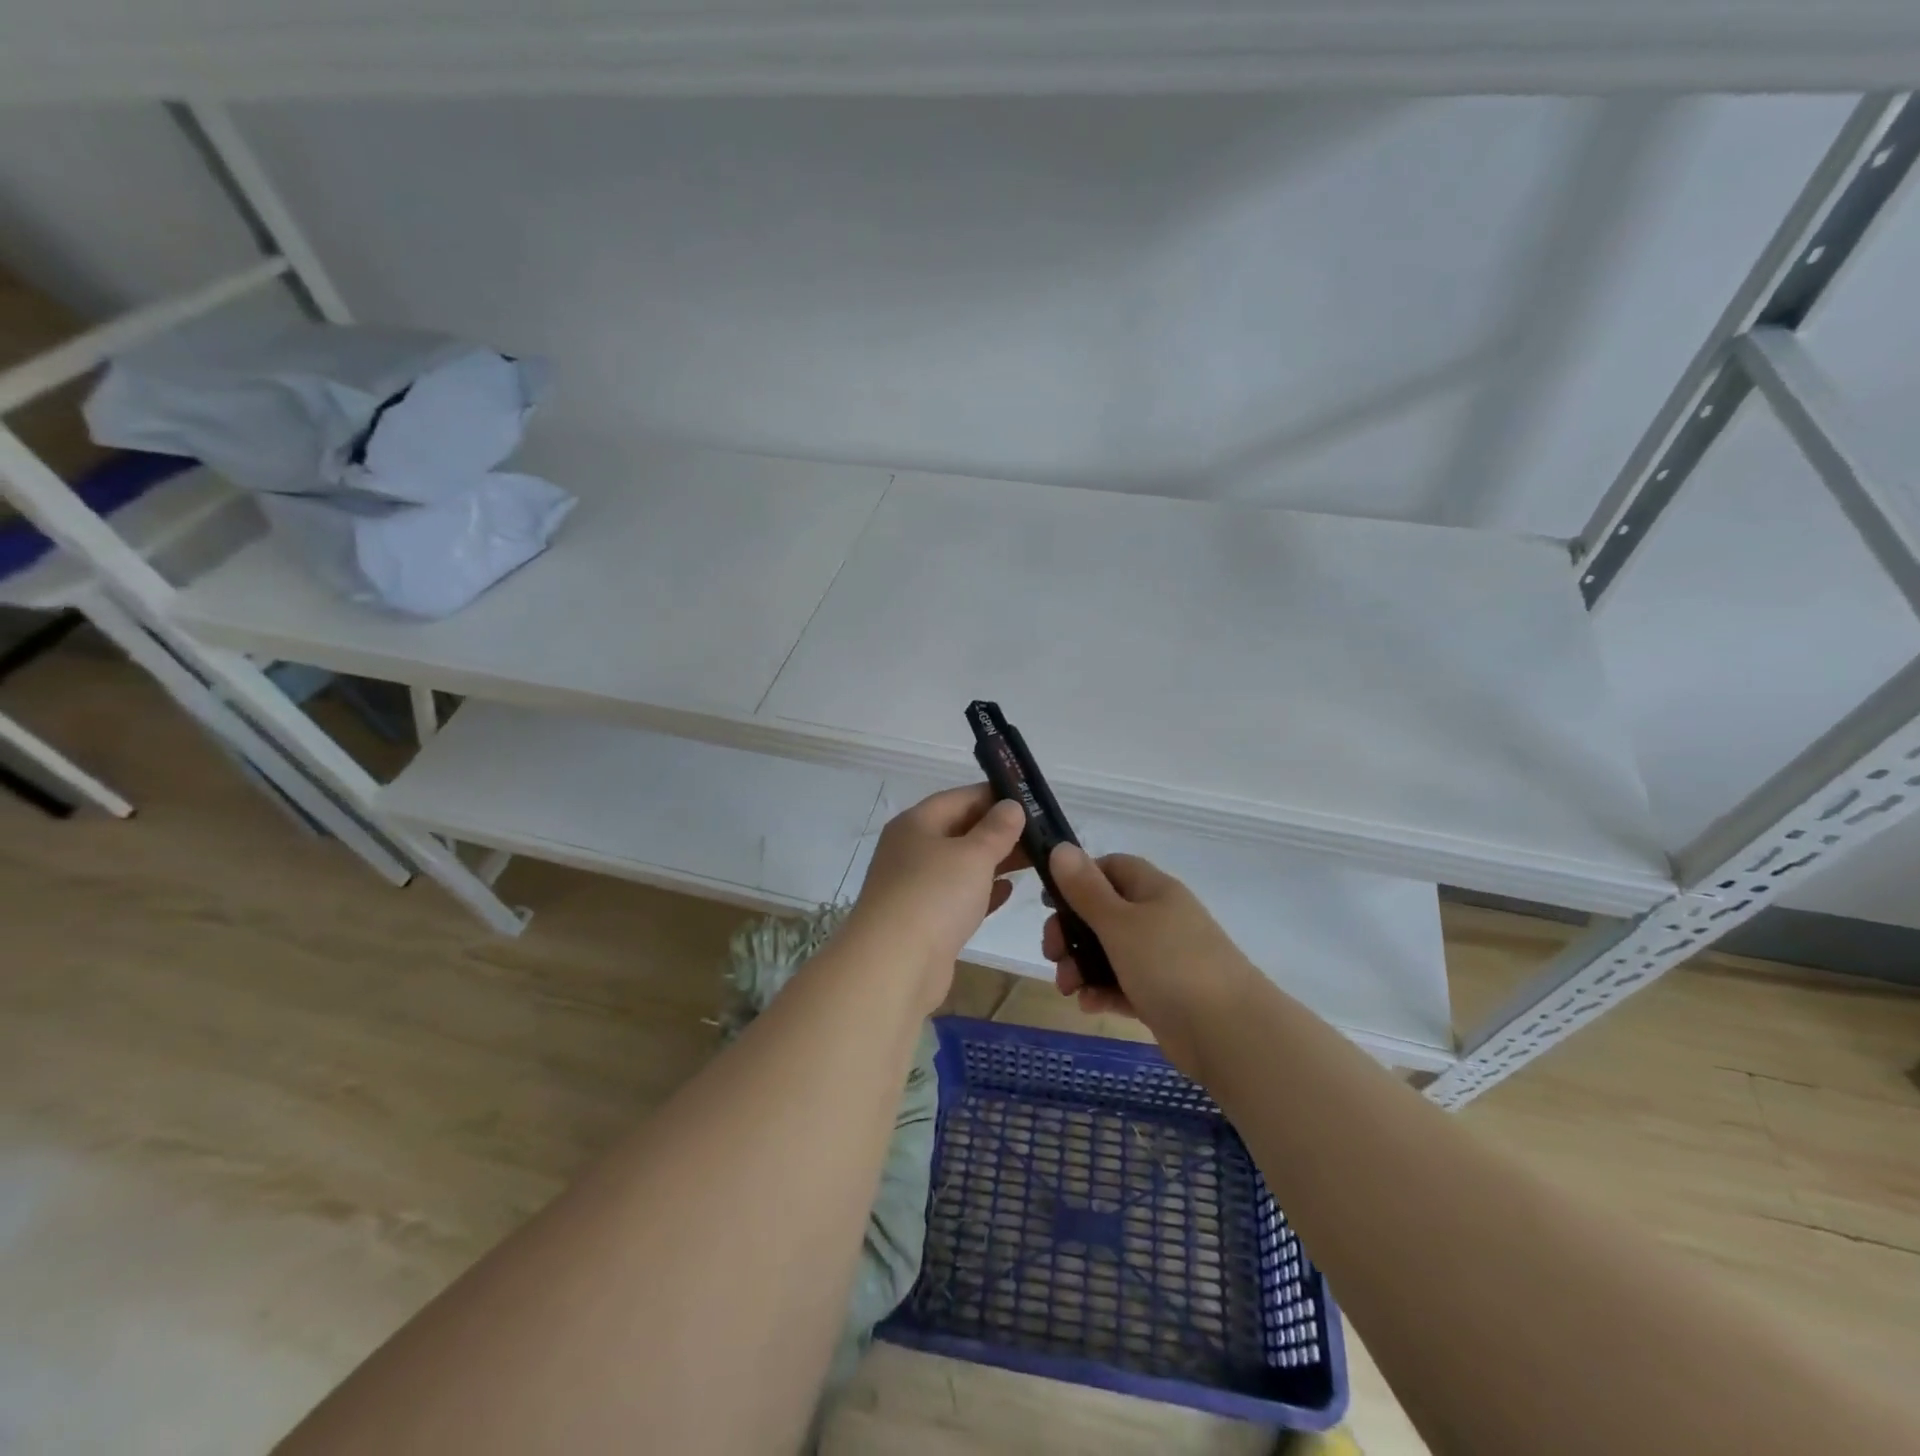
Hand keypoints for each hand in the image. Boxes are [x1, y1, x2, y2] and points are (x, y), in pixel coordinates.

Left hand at [846, 785, 1027, 1010]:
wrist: (894, 965)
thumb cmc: (934, 895)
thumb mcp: (973, 855)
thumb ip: (996, 829)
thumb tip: (1011, 806)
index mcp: (916, 824)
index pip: (959, 798)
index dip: (994, 796)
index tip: (1030, 800)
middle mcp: (911, 850)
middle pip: (960, 831)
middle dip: (999, 831)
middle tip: (1042, 834)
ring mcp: (915, 887)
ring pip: (961, 865)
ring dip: (994, 861)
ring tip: (1035, 860)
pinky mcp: (924, 920)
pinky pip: (958, 896)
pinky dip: (982, 891)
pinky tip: (1009, 891)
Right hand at [1043, 846, 1258, 1078]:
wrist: (1230, 1034)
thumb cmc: (1169, 965)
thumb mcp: (1119, 923)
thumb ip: (1086, 889)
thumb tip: (1061, 847)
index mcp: (1154, 890)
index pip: (1111, 868)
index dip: (1079, 878)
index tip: (1052, 902)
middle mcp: (1159, 919)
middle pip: (1104, 913)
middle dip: (1072, 932)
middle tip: (1053, 953)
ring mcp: (1163, 959)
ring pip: (1110, 952)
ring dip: (1082, 966)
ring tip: (1068, 988)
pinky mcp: (1164, 996)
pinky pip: (1124, 985)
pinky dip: (1103, 992)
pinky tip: (1087, 1005)